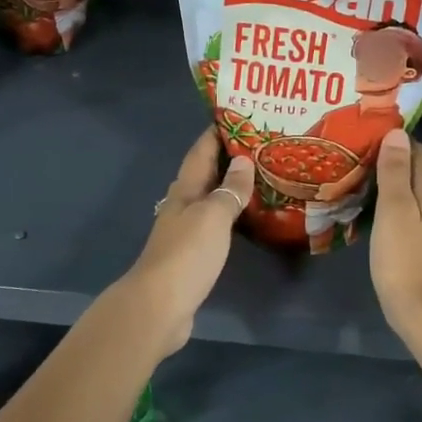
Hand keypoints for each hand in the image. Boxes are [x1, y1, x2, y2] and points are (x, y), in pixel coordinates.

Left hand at [122, 129, 254, 352]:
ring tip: (261, 176)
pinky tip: (249, 217)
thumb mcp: (213, 216)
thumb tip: (244, 162)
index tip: (239, 115)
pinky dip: (232, 214)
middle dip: (229, 157)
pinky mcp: (193, 255)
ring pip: (211, 198)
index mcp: (185, 190)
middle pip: (206, 173)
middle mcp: (183, 205)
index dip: (217, 132)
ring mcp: (186, 231)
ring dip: (232, 186)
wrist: (159, 306)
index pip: (201, 151)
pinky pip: (216, 224)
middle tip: (261, 145)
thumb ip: (230, 190)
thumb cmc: (187, 255)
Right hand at [370, 130, 421, 341]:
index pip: (418, 151)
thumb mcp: (394, 211)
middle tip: (360, 166)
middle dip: (395, 166)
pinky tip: (387, 219)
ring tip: (368, 190)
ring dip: (400, 190)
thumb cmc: (404, 260)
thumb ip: (395, 171)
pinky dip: (406, 210)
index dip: (394, 144)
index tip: (366, 142)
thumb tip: (398, 133)